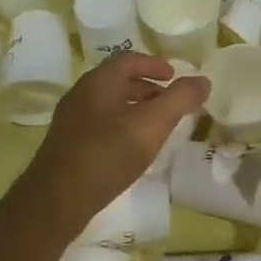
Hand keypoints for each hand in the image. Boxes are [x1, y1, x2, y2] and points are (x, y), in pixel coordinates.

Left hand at [21, 54, 206, 228]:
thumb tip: (203, 80)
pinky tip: (131, 148)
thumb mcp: (151, 125)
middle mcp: (81, 94)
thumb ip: (179, 100)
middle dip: (146, 87)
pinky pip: (100, 123)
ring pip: (108, 104)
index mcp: (98, 82)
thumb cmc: (107, 155)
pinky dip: (121, 125)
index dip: (153, 64)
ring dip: (134, 108)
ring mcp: (71, 120)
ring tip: (156, 125)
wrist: (56, 200)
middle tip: (170, 101)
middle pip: (117, 81)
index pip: (128, 60)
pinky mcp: (68, 144)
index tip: (174, 75)